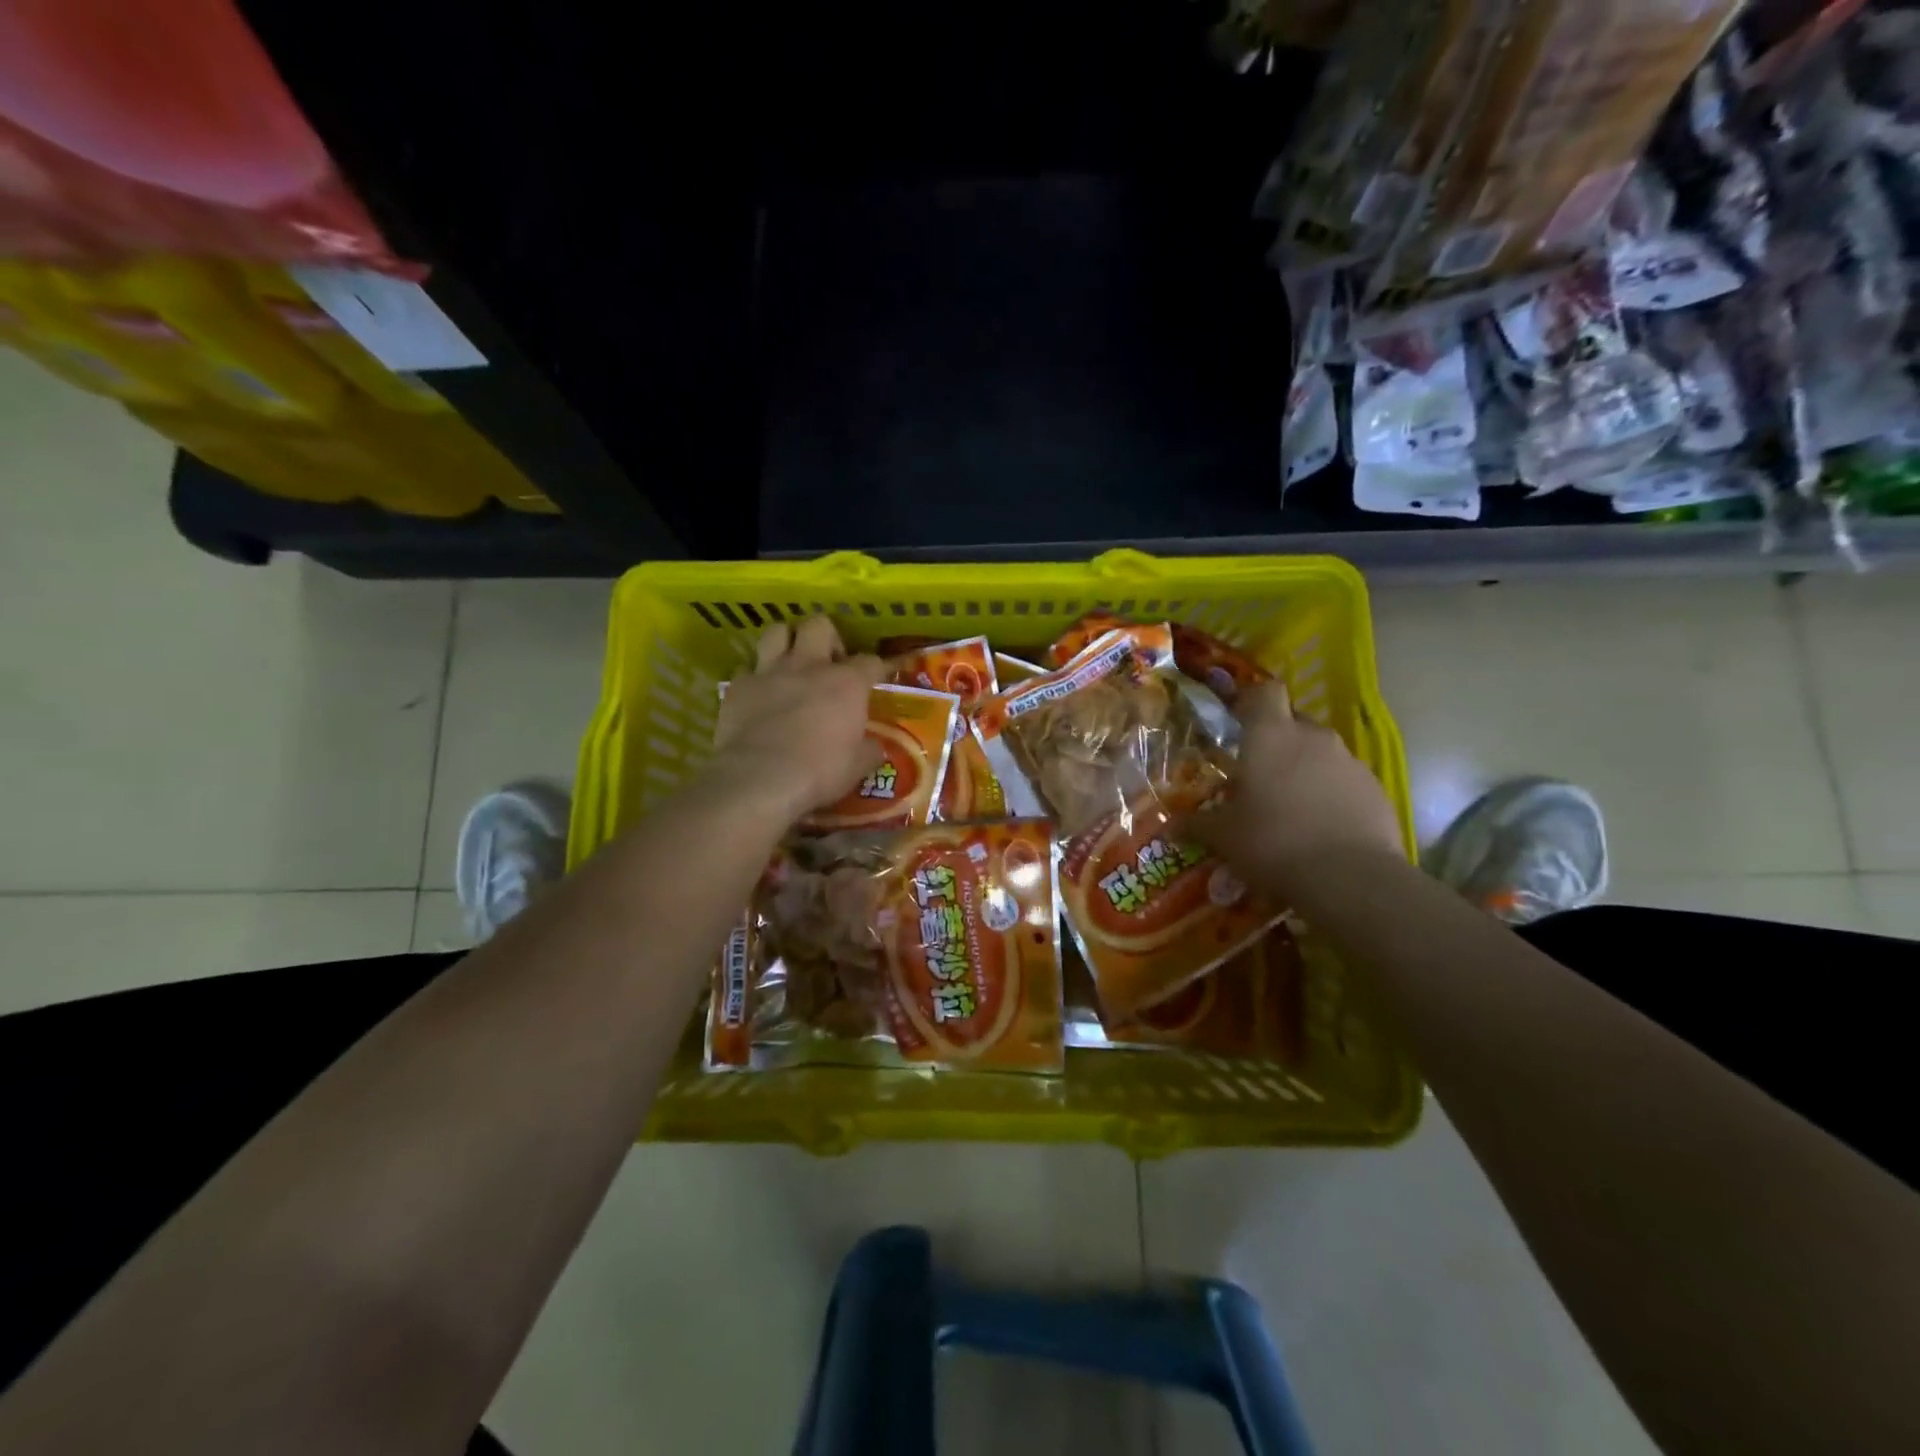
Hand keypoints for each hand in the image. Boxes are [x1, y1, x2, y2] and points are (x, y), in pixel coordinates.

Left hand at [711, 617, 885, 822]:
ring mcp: (770, 672)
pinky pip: (747, 667)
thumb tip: (874, 746)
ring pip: (778, 631)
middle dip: (827, 637)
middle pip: (819, 625)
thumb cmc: (820, 772)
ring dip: (787, 642)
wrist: (760, 779)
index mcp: (847, 683)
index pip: (870, 661)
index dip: (877, 667)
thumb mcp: (858, 766)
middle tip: (829, 662)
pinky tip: (760, 692)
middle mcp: (809, 666)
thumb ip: (869, 749)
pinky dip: (755, 676)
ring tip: (792, 662)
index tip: (878, 677)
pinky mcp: (738, 686)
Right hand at [1190, 680, 1403, 890]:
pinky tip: (1321, 828)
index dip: (1252, 701)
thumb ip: (1197, 824)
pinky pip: (1346, 781)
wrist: (1350, 878)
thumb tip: (1172, 825)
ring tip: (1290, 808)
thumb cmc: (1273, 842)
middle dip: (1277, 741)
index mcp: (1271, 736)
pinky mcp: (1376, 790)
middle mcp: (1313, 737)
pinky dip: (1332, 795)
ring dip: (1305, 770)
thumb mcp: (1224, 837)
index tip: (1239, 720)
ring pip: (1321, 753)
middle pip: (1294, 722)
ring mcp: (1350, 762)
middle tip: (1259, 775)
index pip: (1265, 692)